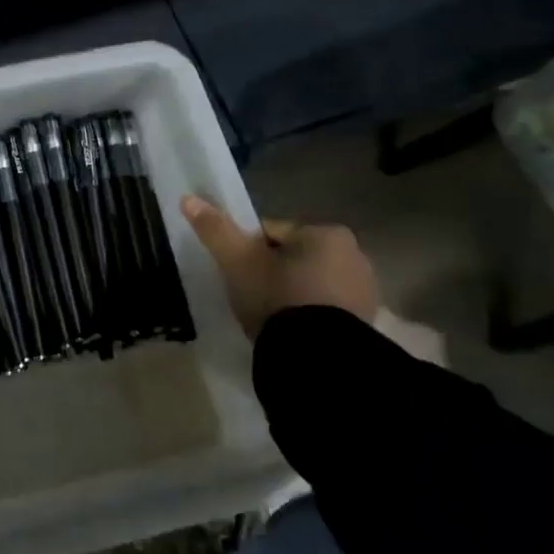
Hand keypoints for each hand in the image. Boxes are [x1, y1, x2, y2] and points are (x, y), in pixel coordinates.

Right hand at [180, 196, 379, 339]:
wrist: (317, 355)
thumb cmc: (276, 296)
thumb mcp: (237, 261)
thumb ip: (215, 229)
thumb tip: (187, 198)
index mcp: (326, 232)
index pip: (271, 233)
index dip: (247, 251)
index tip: (237, 273)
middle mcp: (354, 254)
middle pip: (294, 257)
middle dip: (273, 272)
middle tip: (251, 296)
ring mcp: (365, 290)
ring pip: (310, 282)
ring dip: (292, 293)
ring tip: (269, 317)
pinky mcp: (366, 321)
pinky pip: (326, 307)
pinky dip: (309, 314)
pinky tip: (292, 330)